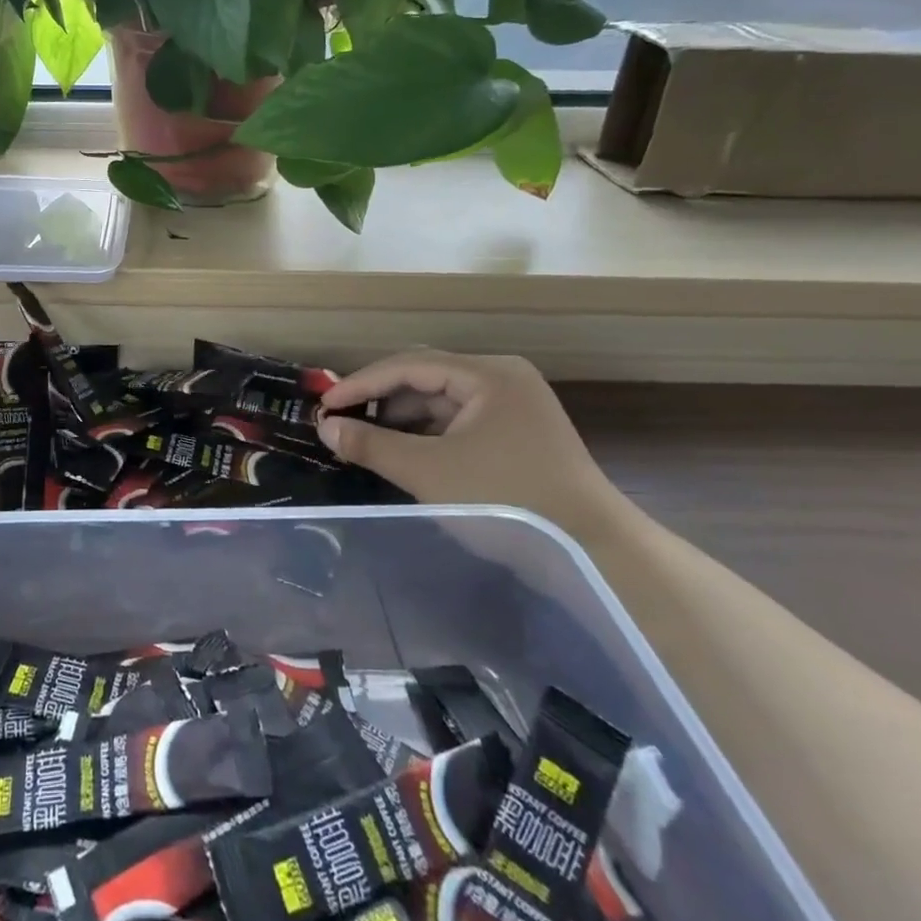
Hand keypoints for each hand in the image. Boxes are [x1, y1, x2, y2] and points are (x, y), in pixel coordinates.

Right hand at [317, 351, 631, 540]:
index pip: (409, 365)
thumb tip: (325, 427)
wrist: (595, 555)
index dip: (361, 383)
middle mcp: (503, 379)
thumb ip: (371, 445)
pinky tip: (402, 453)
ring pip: (442, 403)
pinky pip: (459, 423)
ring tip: (365, 440)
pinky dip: (427, 435)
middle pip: (426, 378)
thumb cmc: (507, 502)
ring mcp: (514, 408)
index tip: (324, 405)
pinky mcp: (518, 436)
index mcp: (488, 374)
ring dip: (402, 420)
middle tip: (340, 420)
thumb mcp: (428, 472)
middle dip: (380, 400)